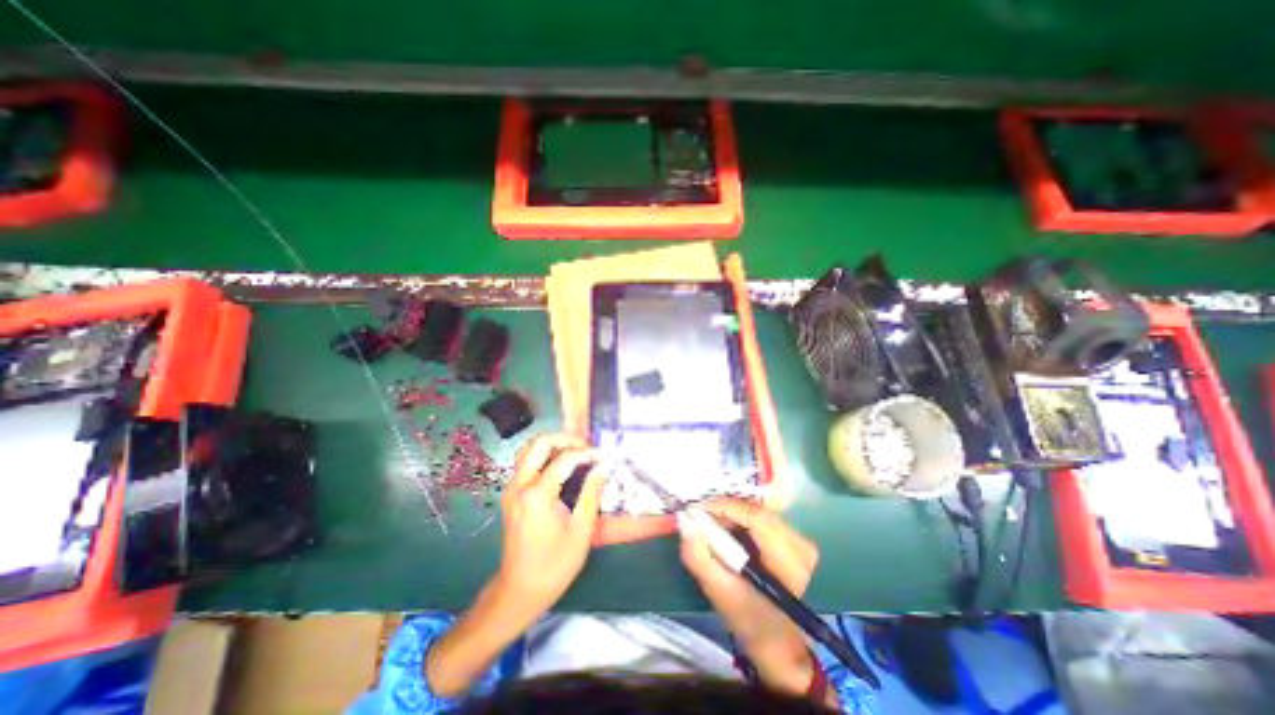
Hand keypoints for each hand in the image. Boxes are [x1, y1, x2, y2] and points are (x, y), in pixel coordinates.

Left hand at [425, 434, 610, 694]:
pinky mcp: (510, 494)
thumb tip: (603, 466)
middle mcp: (520, 485)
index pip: (565, 459)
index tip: (605, 455)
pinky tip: (561, 464)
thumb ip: (592, 493)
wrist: (518, 591)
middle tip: (588, 447)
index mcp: (537, 495)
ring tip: (577, 452)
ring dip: (554, 444)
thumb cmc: (554, 566)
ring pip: (529, 449)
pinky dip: (544, 455)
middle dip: (567, 439)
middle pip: (540, 443)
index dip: (588, 453)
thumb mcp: (580, 532)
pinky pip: (526, 462)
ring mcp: (511, 488)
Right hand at [683, 501, 822, 693]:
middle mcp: (801, 546)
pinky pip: (763, 517)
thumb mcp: (719, 593)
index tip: (696, 509)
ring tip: (711, 523)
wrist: (778, 642)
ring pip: (758, 511)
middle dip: (725, 509)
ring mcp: (800, 541)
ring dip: (732, 513)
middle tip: (700, 517)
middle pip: (756, 510)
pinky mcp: (795, 539)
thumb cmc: (749, 621)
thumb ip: (699, 558)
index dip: (724, 507)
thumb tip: (684, 522)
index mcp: (789, 563)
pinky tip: (728, 529)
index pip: (756, 518)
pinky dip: (741, 519)